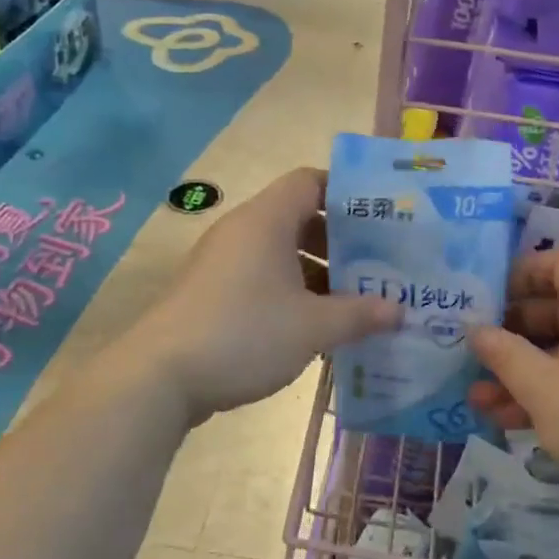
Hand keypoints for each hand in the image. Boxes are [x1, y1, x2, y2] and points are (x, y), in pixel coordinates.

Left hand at [133, 167, 401, 423]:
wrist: (158, 377)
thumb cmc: (244, 334)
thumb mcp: (312, 327)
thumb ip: (360, 315)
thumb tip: (399, 312)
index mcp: (267, 220)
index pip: (310, 181)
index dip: (346, 193)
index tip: (379, 219)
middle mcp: (242, 230)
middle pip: (298, 216)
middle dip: (339, 240)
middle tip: (376, 265)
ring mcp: (222, 261)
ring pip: (279, 251)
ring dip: (316, 270)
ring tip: (352, 300)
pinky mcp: (210, 291)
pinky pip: (260, 276)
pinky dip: (290, 290)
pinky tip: (312, 324)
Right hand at [468, 249, 558, 526]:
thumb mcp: (542, 387)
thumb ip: (504, 353)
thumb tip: (475, 328)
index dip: (523, 272)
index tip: (489, 298)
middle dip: (514, 332)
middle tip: (478, 352)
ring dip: (525, 370)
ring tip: (481, 399)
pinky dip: (552, 391)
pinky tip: (514, 422)